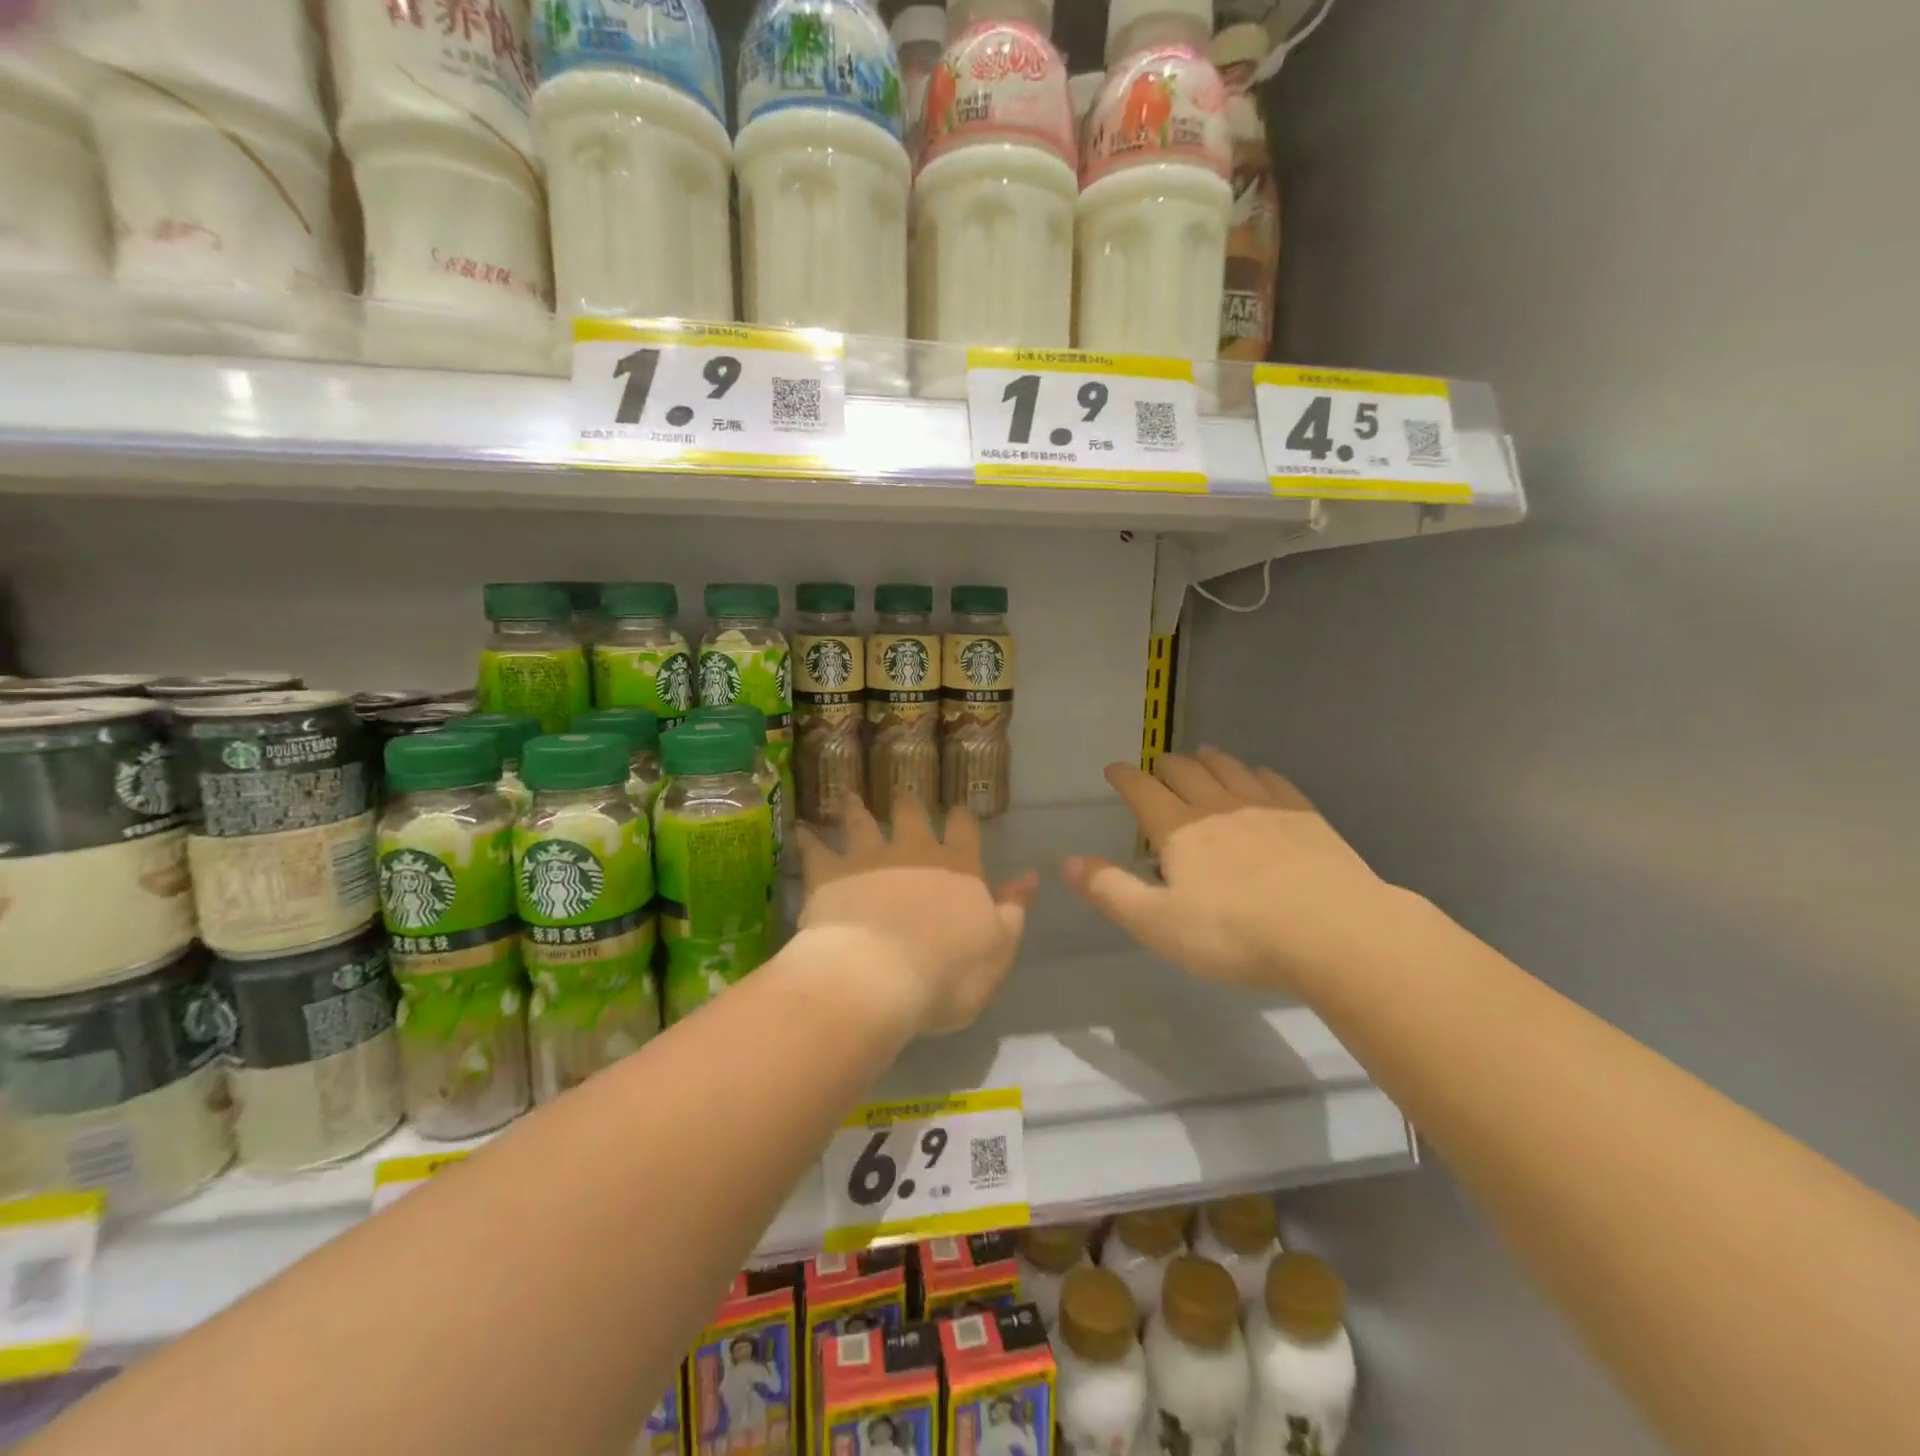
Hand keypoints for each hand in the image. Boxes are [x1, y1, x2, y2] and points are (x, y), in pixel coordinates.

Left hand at [797, 796, 1038, 1035]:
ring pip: (862, 822)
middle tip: (902, 790)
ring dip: (857, 807)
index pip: (964, 829)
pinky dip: (808, 838)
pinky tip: (800, 828)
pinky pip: (815, 849)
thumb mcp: (997, 950)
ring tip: (849, 795)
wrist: (875, 978)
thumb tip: (1030, 877)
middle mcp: (914, 852)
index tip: (958, 808)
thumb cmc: (947, 974)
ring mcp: (868, 858)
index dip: (962, 817)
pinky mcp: (829, 873)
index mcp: (958, 868)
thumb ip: (1014, 911)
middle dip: (908, 802)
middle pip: (911, 814)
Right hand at [1062, 748, 1413, 991]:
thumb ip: (1110, 890)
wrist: (1333, 932)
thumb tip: (1066, 862)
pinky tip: (1258, 775)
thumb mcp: (1158, 923)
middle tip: (1157, 765)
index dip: (1124, 777)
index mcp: (1178, 829)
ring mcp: (1264, 807)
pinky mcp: (1305, 816)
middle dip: (1165, 765)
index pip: (1142, 790)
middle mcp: (1217, 806)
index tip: (1114, 769)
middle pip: (1185, 771)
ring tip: (1201, 755)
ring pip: (1228, 769)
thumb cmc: (1235, 933)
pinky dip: (1256, 772)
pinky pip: (1272, 781)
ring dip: (1208, 760)